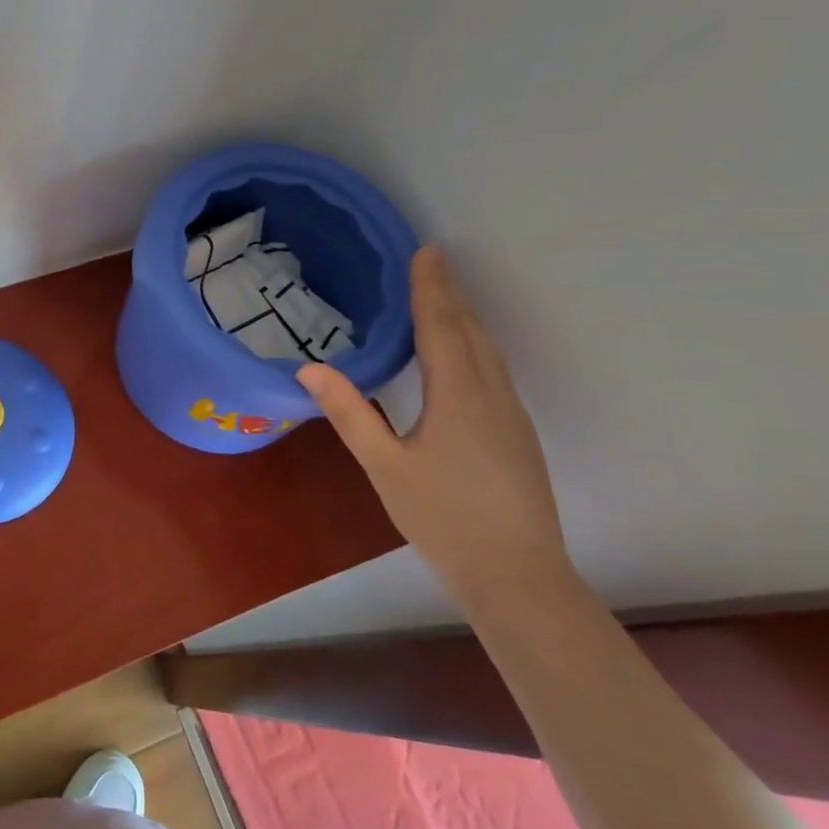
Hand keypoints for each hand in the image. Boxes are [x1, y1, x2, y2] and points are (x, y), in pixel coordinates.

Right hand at [298, 247, 571, 608]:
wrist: (520, 577)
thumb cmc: (444, 520)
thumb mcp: (384, 466)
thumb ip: (349, 413)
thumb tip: (309, 368)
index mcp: (458, 395)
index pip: (441, 326)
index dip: (430, 288)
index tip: (424, 251)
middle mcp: (491, 394)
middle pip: (470, 331)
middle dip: (449, 293)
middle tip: (431, 260)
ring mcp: (511, 415)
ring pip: (488, 350)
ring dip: (465, 317)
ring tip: (446, 295)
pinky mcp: (518, 434)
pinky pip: (495, 370)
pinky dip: (475, 344)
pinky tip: (465, 353)